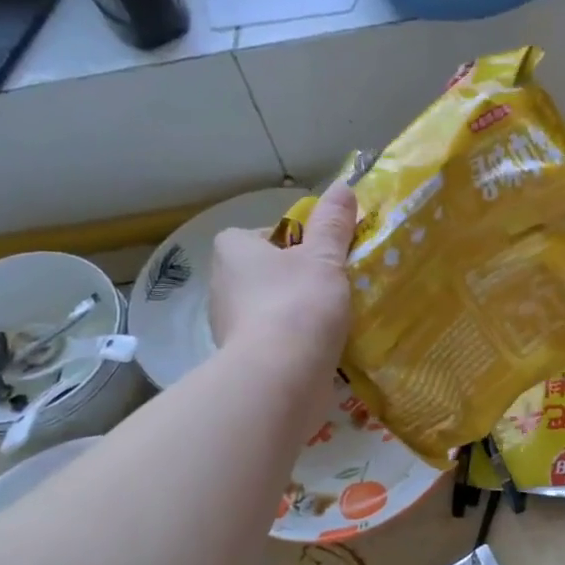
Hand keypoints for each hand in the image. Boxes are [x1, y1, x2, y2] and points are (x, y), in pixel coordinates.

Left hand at [209, 183, 356, 379]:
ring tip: (333, 320)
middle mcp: (222, 286)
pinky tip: (322, 349)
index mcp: (233, 251)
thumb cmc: (298, 304)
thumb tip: (343, 186)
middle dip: (296, 280)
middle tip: (332, 287)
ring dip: (296, 313)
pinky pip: (273, 342)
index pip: (261, 235)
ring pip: (269, 309)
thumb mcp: (324, 257)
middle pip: (266, 273)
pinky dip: (294, 344)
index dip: (293, 242)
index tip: (321, 256)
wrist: (280, 378)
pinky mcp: (242, 361)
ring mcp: (229, 327)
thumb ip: (334, 224)